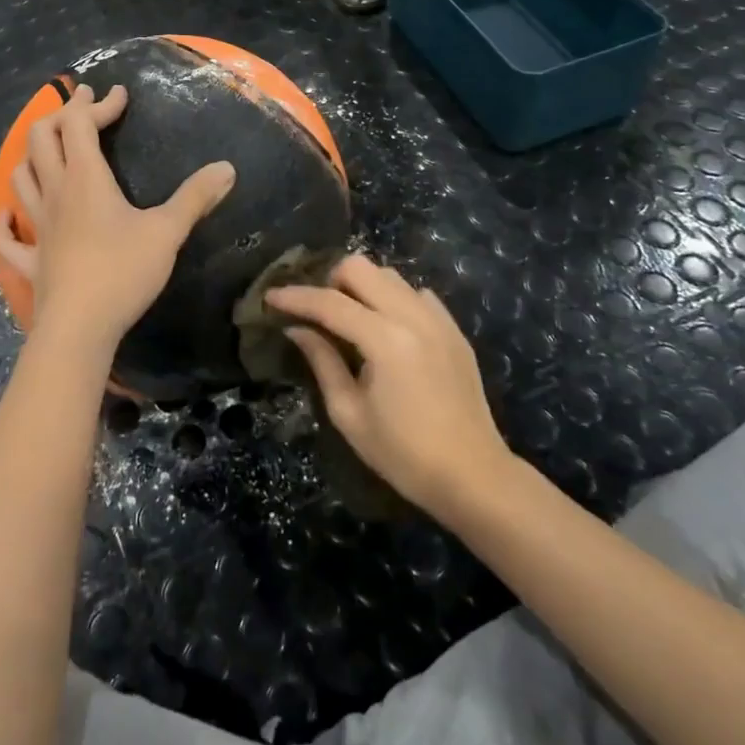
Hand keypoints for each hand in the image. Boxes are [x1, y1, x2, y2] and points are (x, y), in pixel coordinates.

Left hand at [0, 83, 235, 352]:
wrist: (79, 328)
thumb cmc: (123, 272)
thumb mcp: (167, 232)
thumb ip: (195, 197)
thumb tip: (227, 168)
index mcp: (85, 178)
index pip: (80, 123)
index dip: (99, 103)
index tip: (119, 93)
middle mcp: (55, 193)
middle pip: (42, 138)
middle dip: (63, 115)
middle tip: (85, 106)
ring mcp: (37, 226)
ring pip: (21, 176)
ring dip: (34, 154)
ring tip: (52, 149)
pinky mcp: (30, 260)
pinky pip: (7, 235)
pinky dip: (4, 220)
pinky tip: (10, 214)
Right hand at [267, 255, 511, 518]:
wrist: (474, 476)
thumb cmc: (404, 455)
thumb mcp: (350, 414)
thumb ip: (322, 362)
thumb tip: (297, 329)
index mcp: (385, 340)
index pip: (330, 303)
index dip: (295, 297)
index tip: (270, 297)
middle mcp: (413, 316)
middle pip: (361, 267)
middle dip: (330, 281)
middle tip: (317, 311)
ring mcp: (438, 319)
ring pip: (389, 275)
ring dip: (362, 287)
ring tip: (350, 318)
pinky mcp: (453, 329)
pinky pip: (416, 294)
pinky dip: (394, 300)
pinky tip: (387, 329)